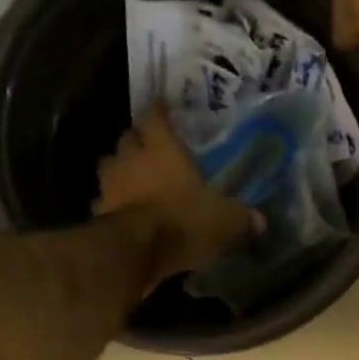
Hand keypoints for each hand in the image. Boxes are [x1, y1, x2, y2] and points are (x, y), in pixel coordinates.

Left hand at [95, 104, 259, 286]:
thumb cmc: (183, 220)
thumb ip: (242, 218)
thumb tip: (260, 222)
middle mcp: (131, 159)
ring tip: (132, 177)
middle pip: (128, 139)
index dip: (158, 112)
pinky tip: (120, 211)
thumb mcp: (225, 220)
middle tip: (149, 146)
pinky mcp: (98, 214)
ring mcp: (110, 186)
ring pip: (110, 167)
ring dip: (120, 169)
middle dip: (137, 140)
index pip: (155, 117)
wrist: (136, 252)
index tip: (161, 107)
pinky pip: (103, 201)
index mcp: (162, 149)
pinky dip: (110, 203)